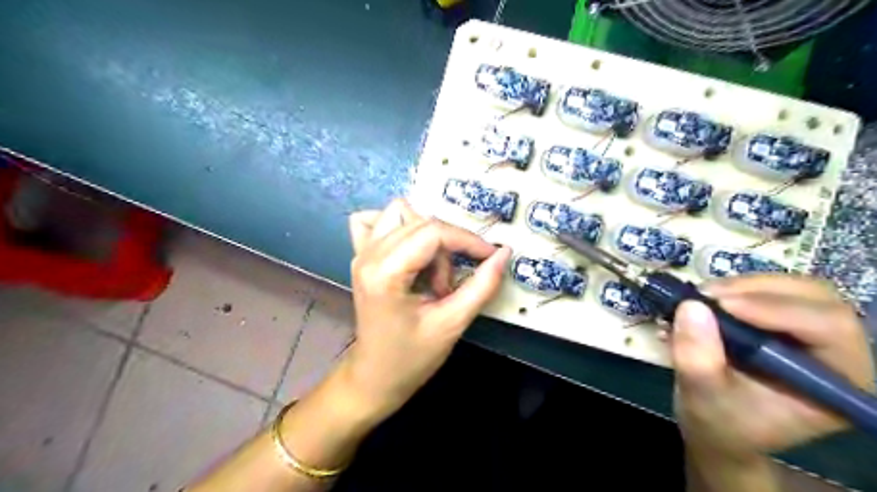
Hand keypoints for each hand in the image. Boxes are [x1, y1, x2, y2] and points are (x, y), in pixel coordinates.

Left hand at [340, 200, 510, 421]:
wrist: (375, 377)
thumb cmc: (411, 357)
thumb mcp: (452, 324)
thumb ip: (481, 286)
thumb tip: (503, 253)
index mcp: (385, 273)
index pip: (433, 232)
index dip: (467, 240)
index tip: (489, 256)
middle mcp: (368, 255)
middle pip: (421, 221)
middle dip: (447, 248)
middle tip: (449, 286)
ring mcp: (361, 253)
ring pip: (401, 213)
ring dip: (426, 236)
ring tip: (430, 272)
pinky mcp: (361, 256)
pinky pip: (375, 221)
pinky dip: (398, 227)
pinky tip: (409, 251)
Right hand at [674, 274, 869, 458]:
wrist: (717, 426)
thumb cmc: (720, 422)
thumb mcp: (703, 396)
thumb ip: (697, 358)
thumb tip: (691, 306)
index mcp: (838, 382)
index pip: (830, 328)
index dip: (778, 309)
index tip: (722, 305)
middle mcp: (835, 352)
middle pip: (814, 297)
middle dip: (757, 290)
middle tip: (706, 296)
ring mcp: (810, 334)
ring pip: (790, 288)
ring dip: (741, 286)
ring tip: (699, 298)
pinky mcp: (784, 322)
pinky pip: (767, 290)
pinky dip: (733, 289)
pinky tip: (706, 301)